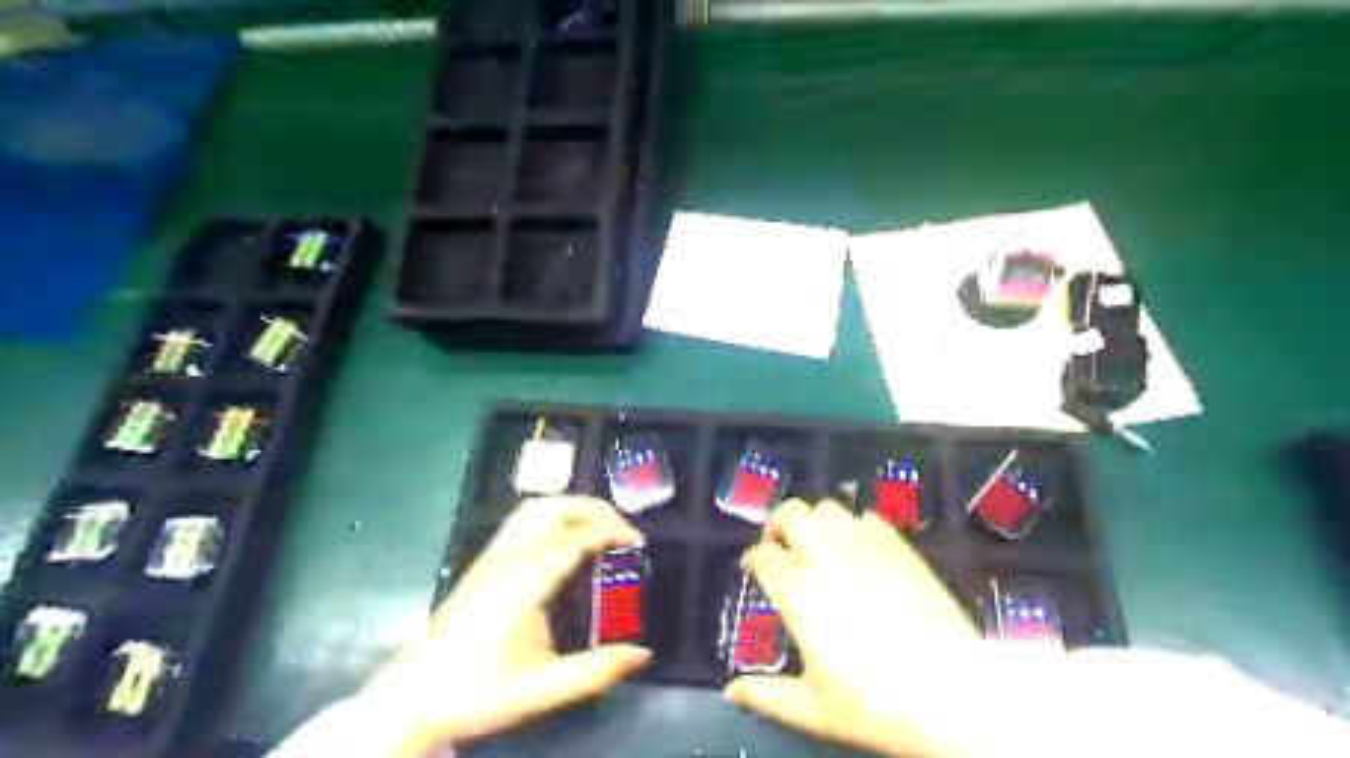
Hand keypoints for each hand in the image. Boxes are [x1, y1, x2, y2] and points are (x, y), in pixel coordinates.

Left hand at [363, 495, 647, 754]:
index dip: (610, 531)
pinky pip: (523, 520)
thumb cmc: (478, 692)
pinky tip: (566, 538)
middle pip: (553, 509)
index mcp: (523, 584)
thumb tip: (643, 654)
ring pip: (535, 508)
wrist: (413, 697)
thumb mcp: (542, 689)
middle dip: (594, 509)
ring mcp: (491, 556)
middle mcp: (507, 559)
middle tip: (623, 530)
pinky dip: (555, 515)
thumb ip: (595, 671)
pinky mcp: (483, 561)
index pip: (573, 539)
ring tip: (600, 527)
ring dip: (573, 508)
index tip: (637, 542)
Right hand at [727, 499, 1000, 756]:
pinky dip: (855, 526)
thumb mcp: (813, 709)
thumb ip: (767, 696)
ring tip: (818, 544)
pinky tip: (859, 549)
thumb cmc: (876, 704)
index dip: (752, 558)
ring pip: (828, 508)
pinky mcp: (900, 547)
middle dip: (778, 524)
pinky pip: (869, 518)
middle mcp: (827, 557)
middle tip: (781, 545)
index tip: (752, 568)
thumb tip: (731, 691)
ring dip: (815, 521)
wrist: (952, 692)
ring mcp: (866, 547)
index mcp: (799, 592)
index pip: (763, 555)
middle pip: (791, 513)